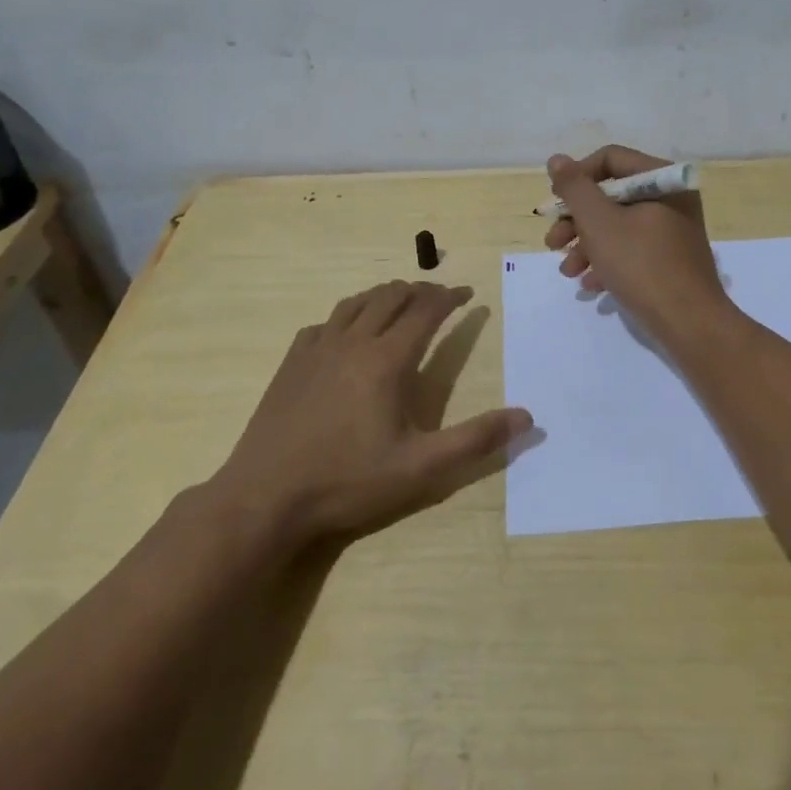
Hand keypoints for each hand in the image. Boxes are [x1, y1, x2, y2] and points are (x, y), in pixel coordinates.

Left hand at [209, 281, 530, 547]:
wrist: (264, 499)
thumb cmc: (347, 482)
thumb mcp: (421, 469)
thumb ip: (475, 440)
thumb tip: (527, 416)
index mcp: (386, 360)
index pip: (425, 311)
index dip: (450, 298)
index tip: (469, 295)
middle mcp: (352, 342)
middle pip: (391, 296)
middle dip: (421, 290)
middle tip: (440, 297)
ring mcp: (317, 349)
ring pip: (356, 303)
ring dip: (384, 295)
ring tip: (400, 302)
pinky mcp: (291, 364)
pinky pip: (324, 323)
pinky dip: (346, 316)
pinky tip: (346, 333)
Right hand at [545, 145, 730, 340]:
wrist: (690, 324)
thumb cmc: (642, 265)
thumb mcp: (599, 223)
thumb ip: (575, 188)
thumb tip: (557, 160)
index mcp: (661, 179)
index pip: (610, 159)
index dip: (577, 178)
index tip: (555, 204)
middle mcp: (671, 198)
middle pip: (611, 195)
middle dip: (577, 220)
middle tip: (552, 242)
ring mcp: (673, 230)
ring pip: (618, 226)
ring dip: (586, 245)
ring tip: (568, 271)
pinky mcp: (671, 259)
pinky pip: (633, 250)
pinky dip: (608, 262)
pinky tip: (591, 285)